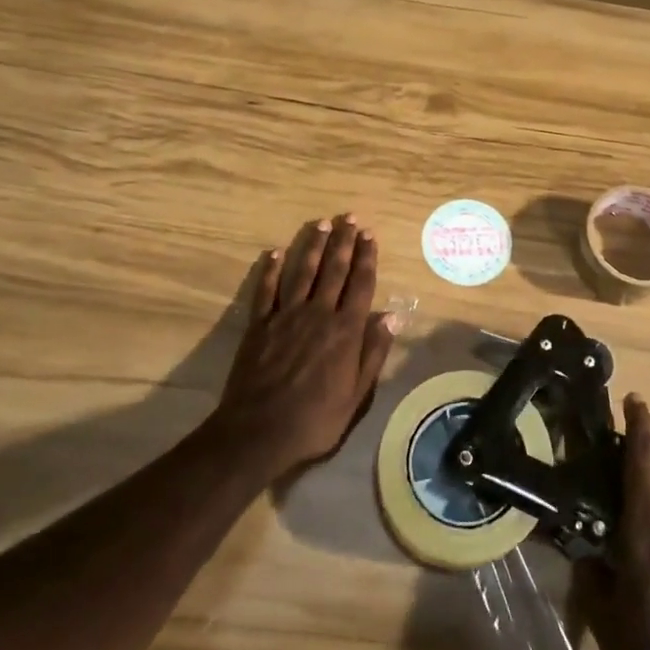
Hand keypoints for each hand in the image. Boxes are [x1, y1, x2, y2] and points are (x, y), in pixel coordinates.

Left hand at [209, 215, 395, 478]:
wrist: (259, 432)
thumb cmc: (315, 419)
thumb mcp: (356, 395)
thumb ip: (373, 353)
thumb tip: (391, 317)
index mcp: (346, 330)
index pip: (360, 284)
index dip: (366, 258)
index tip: (370, 235)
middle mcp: (319, 314)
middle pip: (334, 270)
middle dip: (344, 242)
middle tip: (349, 218)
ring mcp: (287, 316)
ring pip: (303, 272)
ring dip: (313, 246)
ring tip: (322, 224)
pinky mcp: (260, 325)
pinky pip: (266, 290)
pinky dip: (271, 270)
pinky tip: (276, 252)